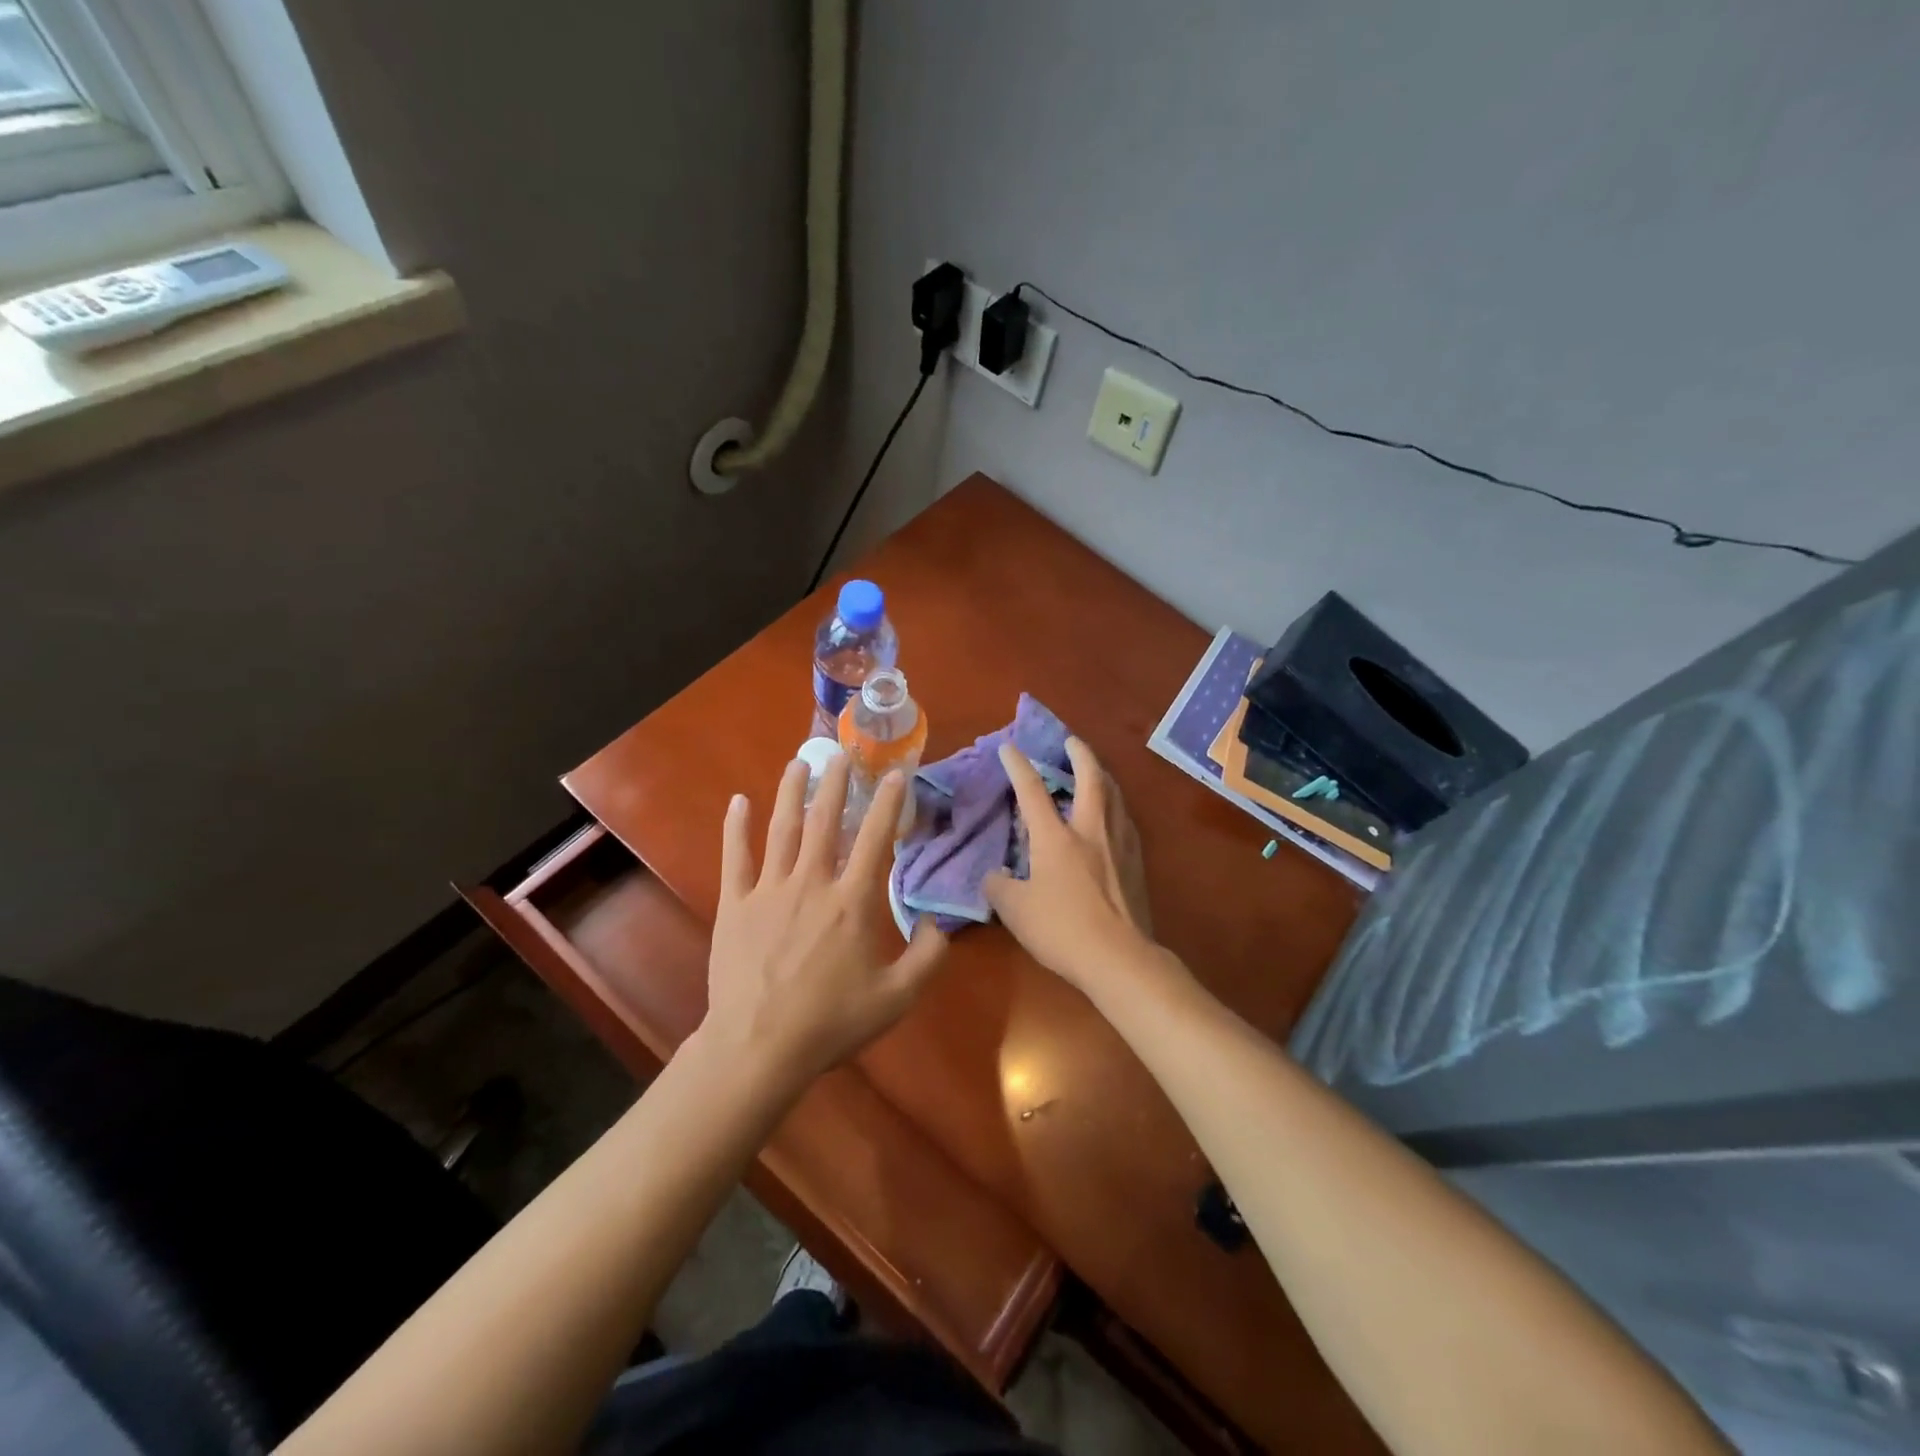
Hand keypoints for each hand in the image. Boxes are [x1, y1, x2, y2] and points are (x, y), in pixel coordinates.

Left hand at [702, 754, 947, 1090]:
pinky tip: (737, 801)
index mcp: (852, 901)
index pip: (876, 839)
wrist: (759, 1047)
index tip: (896, 774)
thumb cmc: (831, 1022)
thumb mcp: (897, 998)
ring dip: (791, 792)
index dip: (889, 803)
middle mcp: (812, 883)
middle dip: (836, 784)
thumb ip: (928, 957)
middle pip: (825, 821)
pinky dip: (735, 827)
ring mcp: (769, 890)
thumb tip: (937, 923)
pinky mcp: (735, 904)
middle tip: (842, 754)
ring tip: (799, 763)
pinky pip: (735, 857)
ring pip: (782, 829)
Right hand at [984, 737, 1161, 997]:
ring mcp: (1119, 843)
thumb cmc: (1062, 930)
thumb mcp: (1015, 911)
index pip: (1032, 791)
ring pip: (1114, 794)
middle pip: (1090, 777)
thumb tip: (996, 875)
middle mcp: (1090, 829)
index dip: (1018, 765)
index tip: (1009, 746)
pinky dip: (1115, 804)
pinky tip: (1113, 814)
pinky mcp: (1137, 861)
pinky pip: (1125, 818)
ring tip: (1095, 770)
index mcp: (1056, 837)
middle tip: (1071, 740)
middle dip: (1080, 753)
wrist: (1119, 957)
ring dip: (1102, 774)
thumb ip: (999, 887)